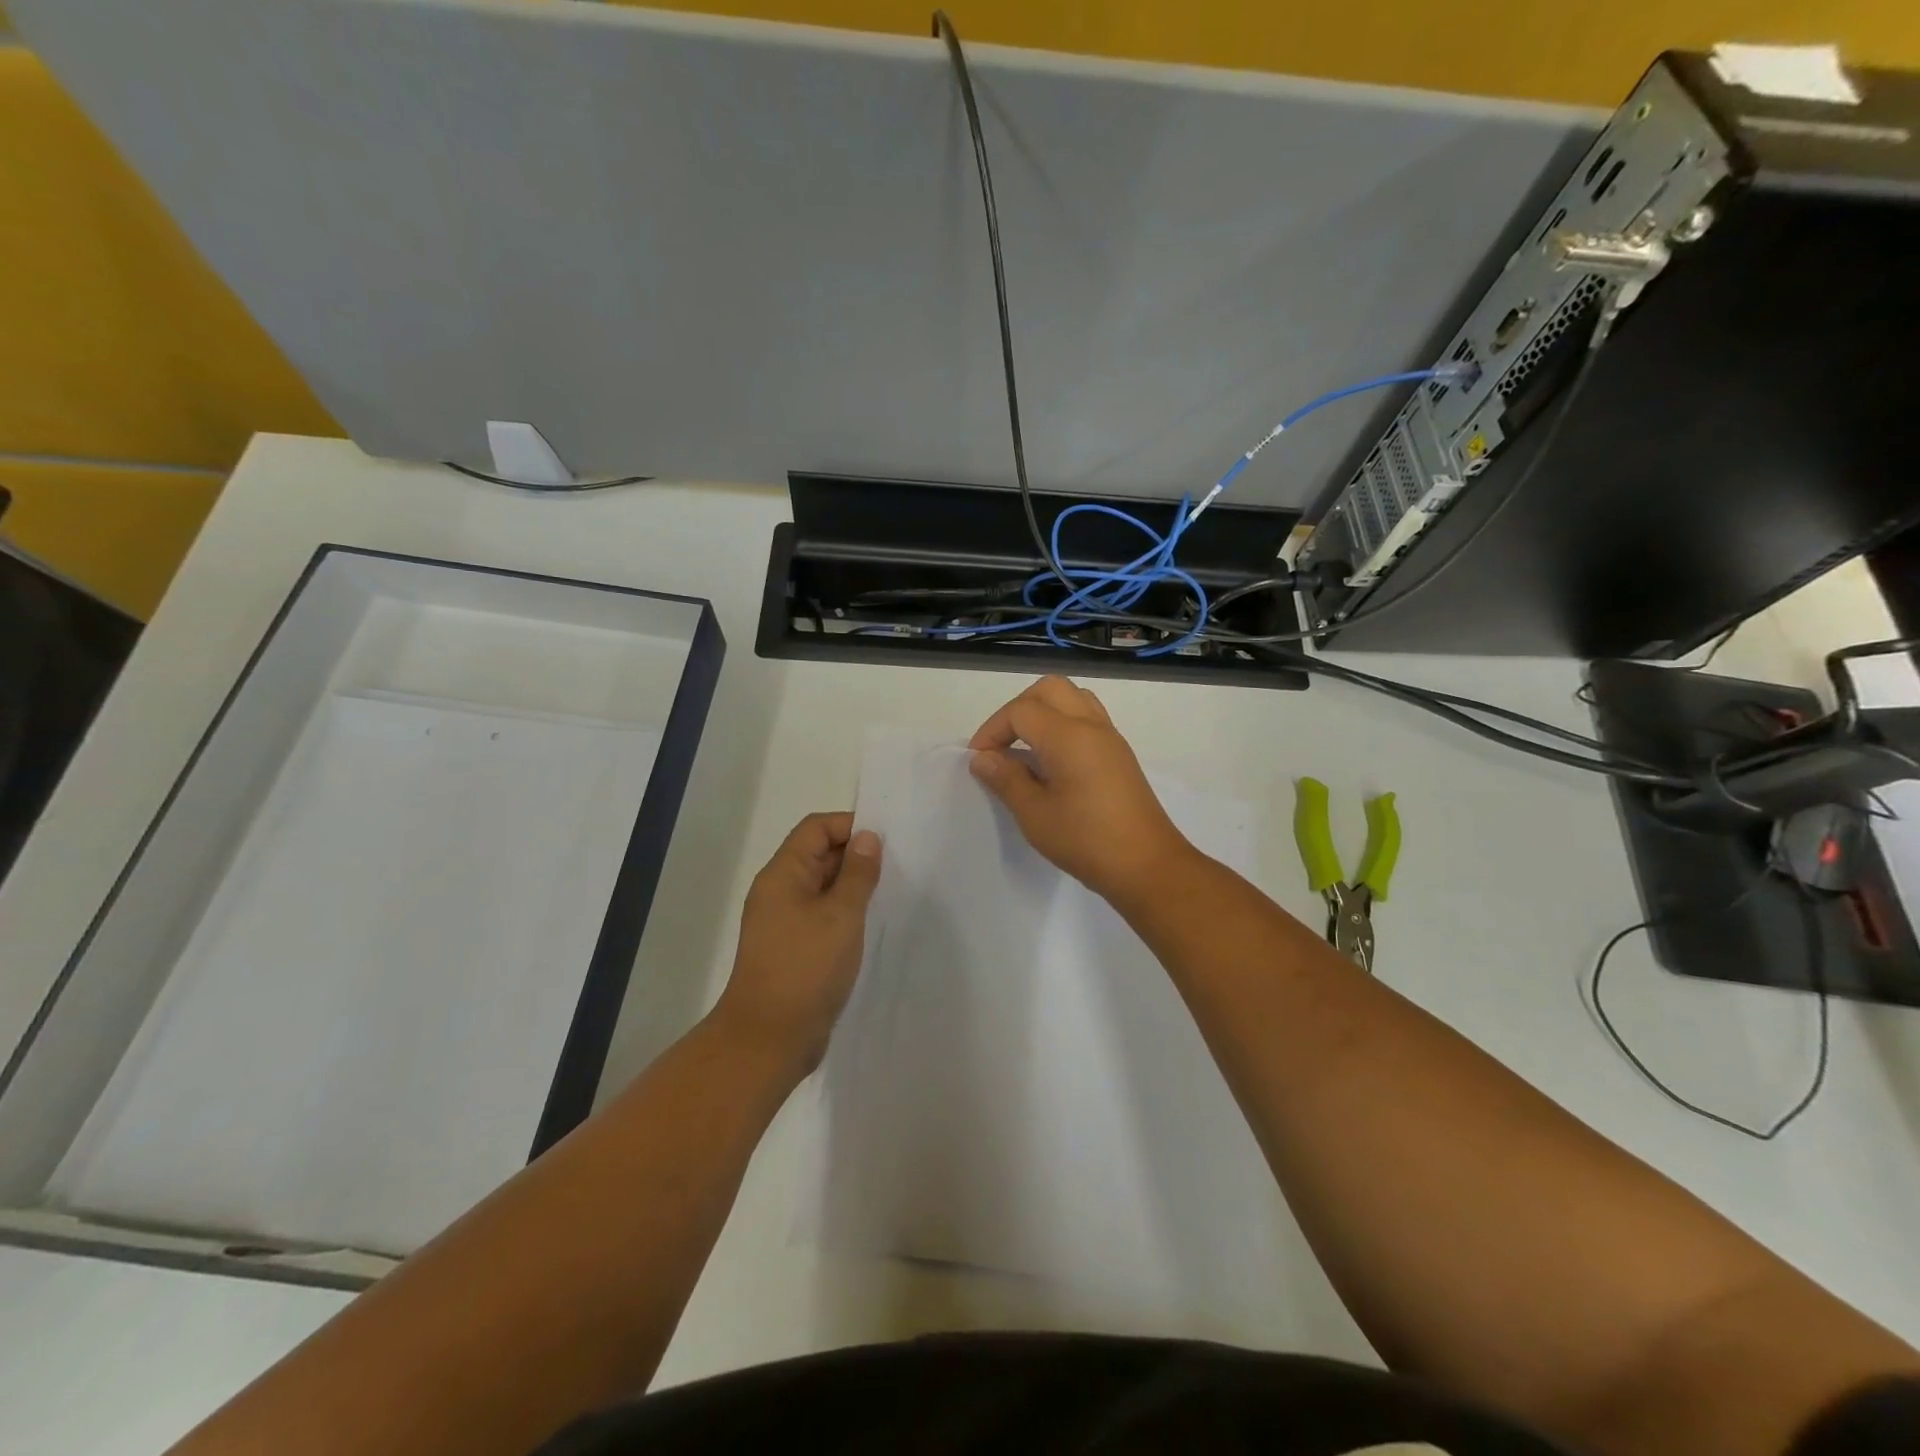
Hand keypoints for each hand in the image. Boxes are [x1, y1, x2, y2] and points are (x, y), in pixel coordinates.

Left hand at [712, 812, 881, 1077]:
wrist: (769, 1039)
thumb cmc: (805, 968)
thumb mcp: (841, 915)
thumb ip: (858, 873)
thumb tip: (867, 838)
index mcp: (783, 874)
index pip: (816, 828)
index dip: (850, 826)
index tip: (886, 841)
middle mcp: (779, 892)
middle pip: (818, 855)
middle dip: (855, 855)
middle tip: (896, 867)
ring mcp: (784, 922)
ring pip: (822, 887)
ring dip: (853, 886)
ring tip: (888, 894)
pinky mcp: (794, 948)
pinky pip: (822, 916)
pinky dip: (845, 913)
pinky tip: (870, 925)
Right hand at [968, 676, 1193, 903]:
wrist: (1147, 865)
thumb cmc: (1086, 840)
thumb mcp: (1035, 814)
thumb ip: (1006, 779)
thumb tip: (983, 758)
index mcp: (1068, 735)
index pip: (1021, 711)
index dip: (992, 730)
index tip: (980, 760)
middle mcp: (1091, 725)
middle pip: (1048, 689)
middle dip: (1017, 710)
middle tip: (1001, 745)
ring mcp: (1110, 737)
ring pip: (1072, 698)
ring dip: (1043, 712)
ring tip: (1026, 748)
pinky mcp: (1119, 754)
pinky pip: (1087, 718)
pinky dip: (1063, 724)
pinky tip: (1052, 761)